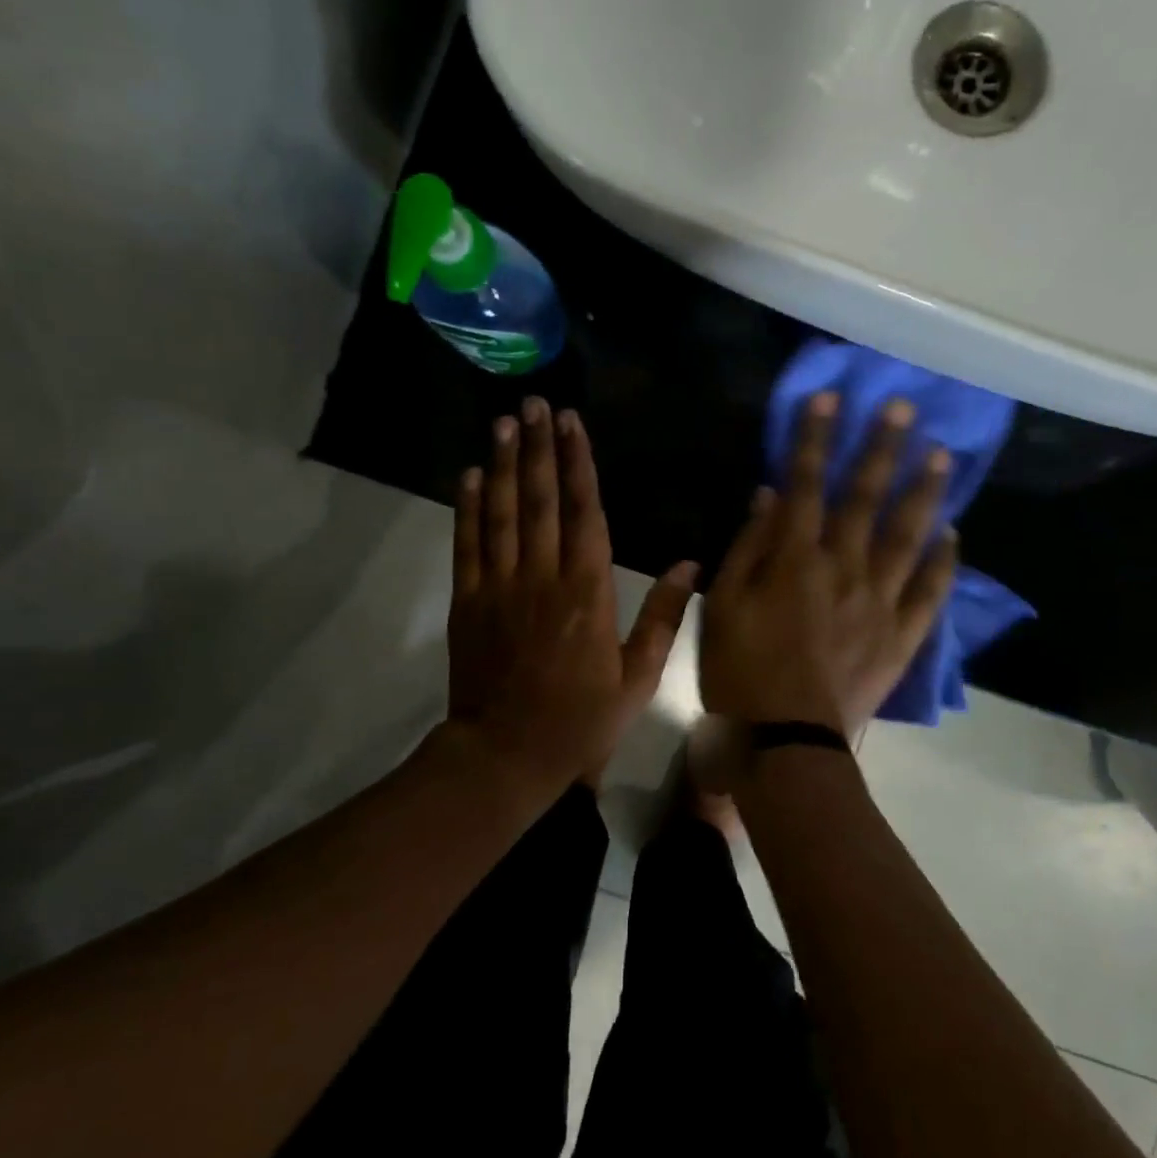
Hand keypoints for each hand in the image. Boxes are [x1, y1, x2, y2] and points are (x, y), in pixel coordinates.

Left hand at [448, 398, 697, 794]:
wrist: (507, 753)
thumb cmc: (581, 719)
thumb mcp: (638, 677)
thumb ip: (662, 617)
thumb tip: (689, 564)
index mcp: (588, 591)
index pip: (584, 512)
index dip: (578, 464)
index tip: (572, 424)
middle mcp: (543, 576)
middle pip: (540, 499)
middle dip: (538, 447)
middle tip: (535, 404)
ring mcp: (499, 586)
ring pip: (501, 512)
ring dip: (502, 464)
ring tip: (504, 423)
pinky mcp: (468, 601)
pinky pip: (468, 544)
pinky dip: (468, 508)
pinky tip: (469, 475)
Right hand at [699, 392, 957, 736]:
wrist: (784, 743)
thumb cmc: (739, 672)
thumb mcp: (722, 605)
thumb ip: (747, 547)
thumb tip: (769, 495)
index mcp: (795, 559)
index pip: (806, 484)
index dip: (816, 438)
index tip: (830, 398)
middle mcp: (844, 569)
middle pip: (865, 498)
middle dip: (881, 448)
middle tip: (904, 407)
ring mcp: (880, 602)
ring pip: (908, 536)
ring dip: (924, 492)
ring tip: (941, 455)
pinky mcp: (902, 637)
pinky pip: (930, 592)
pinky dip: (944, 561)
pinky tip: (953, 534)